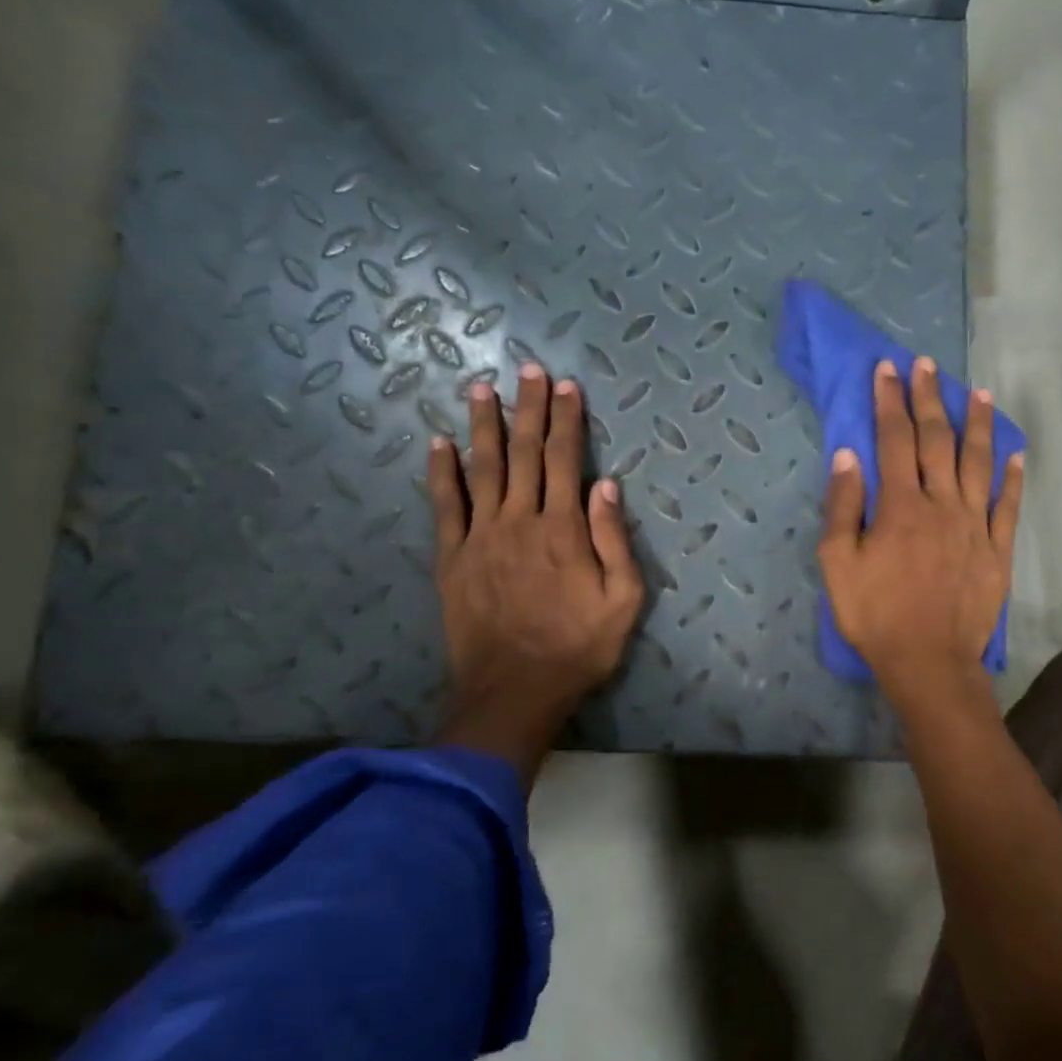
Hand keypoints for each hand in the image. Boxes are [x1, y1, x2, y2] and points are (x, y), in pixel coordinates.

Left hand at [427, 363, 644, 781]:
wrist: (515, 690)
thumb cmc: (579, 647)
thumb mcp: (623, 600)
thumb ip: (615, 540)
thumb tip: (607, 485)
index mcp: (564, 529)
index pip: (565, 460)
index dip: (567, 420)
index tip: (566, 386)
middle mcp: (520, 520)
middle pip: (523, 453)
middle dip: (528, 409)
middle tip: (528, 370)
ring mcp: (481, 537)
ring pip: (482, 468)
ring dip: (483, 425)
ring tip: (481, 388)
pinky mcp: (453, 558)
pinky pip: (446, 506)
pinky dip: (442, 472)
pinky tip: (439, 443)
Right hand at [818, 357, 1023, 705]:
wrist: (928, 661)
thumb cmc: (875, 614)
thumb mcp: (838, 564)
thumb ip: (842, 507)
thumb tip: (848, 456)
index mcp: (900, 505)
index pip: (894, 440)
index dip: (891, 401)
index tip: (889, 368)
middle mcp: (942, 504)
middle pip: (937, 441)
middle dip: (930, 399)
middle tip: (928, 366)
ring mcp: (976, 526)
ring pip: (979, 464)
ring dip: (978, 426)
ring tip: (980, 393)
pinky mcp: (998, 550)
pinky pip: (1008, 506)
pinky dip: (1012, 478)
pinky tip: (1015, 455)